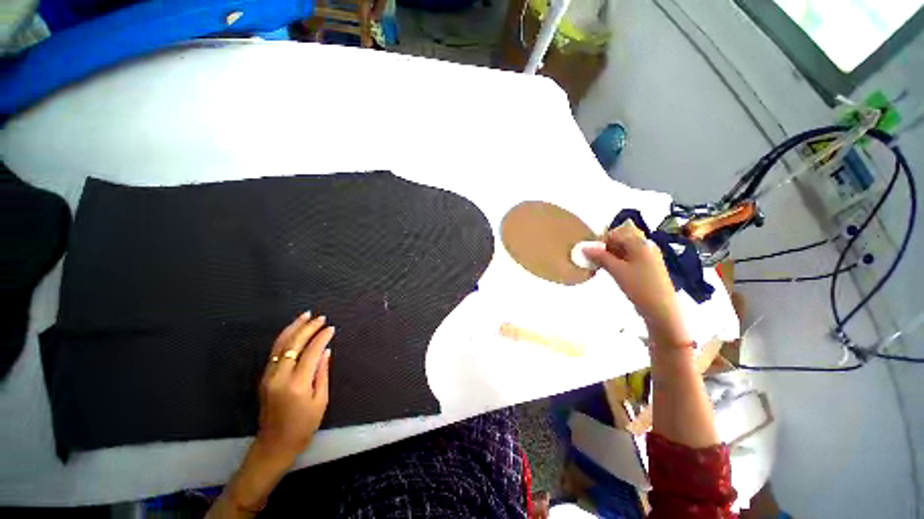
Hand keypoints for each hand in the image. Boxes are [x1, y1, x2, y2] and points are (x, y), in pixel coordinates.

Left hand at [256, 312, 333, 463]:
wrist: (274, 445)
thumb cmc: (303, 426)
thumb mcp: (320, 401)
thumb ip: (322, 373)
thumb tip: (326, 351)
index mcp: (297, 385)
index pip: (310, 352)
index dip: (322, 338)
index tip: (331, 328)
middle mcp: (279, 377)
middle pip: (293, 344)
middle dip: (308, 328)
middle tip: (321, 318)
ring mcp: (269, 377)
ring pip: (280, 345)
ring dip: (294, 328)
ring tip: (306, 316)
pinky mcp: (264, 378)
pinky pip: (275, 352)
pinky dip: (285, 337)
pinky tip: (294, 331)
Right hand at [583, 220, 690, 347]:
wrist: (661, 309)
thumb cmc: (639, 286)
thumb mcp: (617, 270)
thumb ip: (600, 256)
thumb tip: (584, 247)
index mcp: (640, 243)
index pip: (616, 233)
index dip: (601, 241)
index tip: (592, 253)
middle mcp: (646, 246)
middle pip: (621, 240)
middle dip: (606, 248)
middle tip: (595, 261)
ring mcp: (649, 256)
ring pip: (625, 250)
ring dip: (611, 256)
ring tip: (601, 267)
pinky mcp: (648, 267)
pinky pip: (630, 258)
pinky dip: (619, 262)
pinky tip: (613, 271)